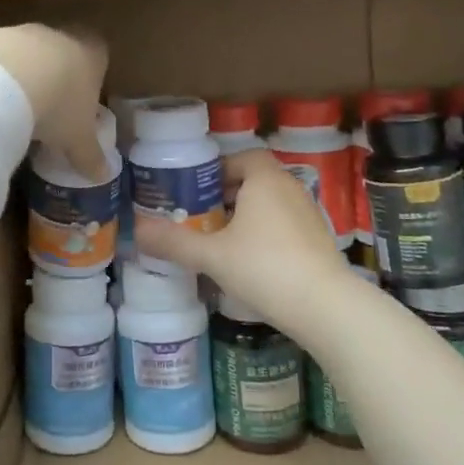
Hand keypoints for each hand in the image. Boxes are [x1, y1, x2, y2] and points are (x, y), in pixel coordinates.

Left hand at [0, 24, 109, 178]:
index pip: (99, 55)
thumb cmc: (59, 106)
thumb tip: (103, 175)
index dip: (92, 76)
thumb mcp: (78, 138)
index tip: (83, 100)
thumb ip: (90, 155)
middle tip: (49, 109)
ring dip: (22, 75)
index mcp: (91, 52)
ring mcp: (21, 31)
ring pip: (26, 53)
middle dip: (56, 77)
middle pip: (62, 51)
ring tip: (14, 110)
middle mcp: (59, 34)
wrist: (5, 79)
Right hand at [134, 151, 352, 332]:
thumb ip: (174, 242)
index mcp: (265, 179)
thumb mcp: (212, 255)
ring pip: (271, 204)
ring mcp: (309, 214)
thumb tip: (137, 232)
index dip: (219, 169)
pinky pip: (285, 225)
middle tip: (201, 216)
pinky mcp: (320, 241)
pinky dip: (266, 234)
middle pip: (255, 180)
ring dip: (247, 216)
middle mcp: (290, 188)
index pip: (242, 157)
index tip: (197, 190)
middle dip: (228, 195)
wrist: (326, 307)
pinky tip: (250, 262)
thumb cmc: (264, 267)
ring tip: (221, 240)